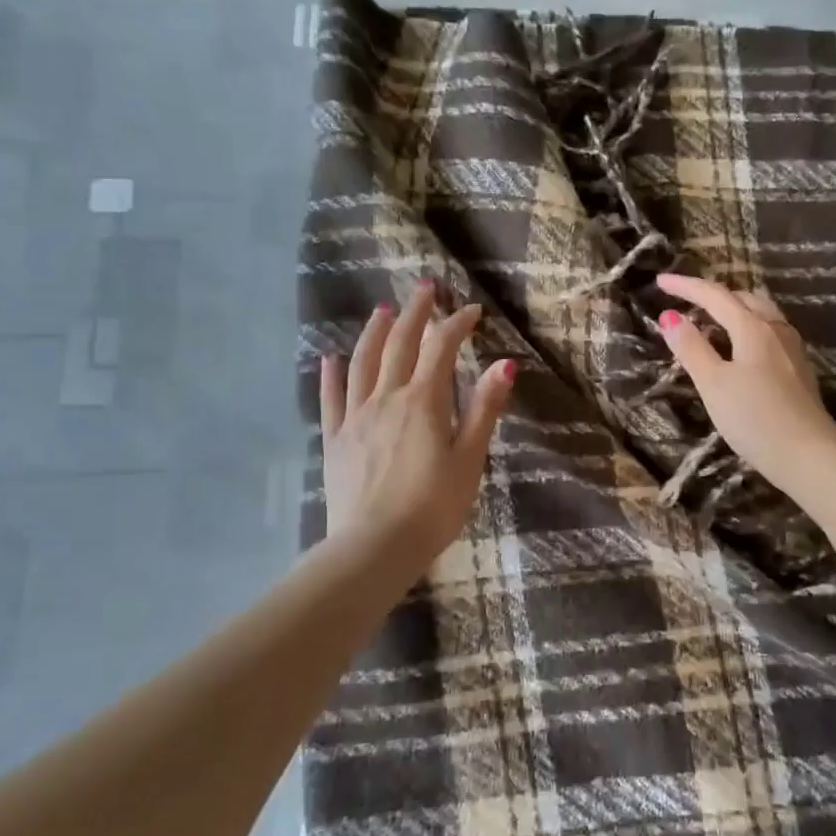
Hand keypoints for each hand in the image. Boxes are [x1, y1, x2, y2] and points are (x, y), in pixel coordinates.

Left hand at [321, 280, 516, 565]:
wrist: (374, 547)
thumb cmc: (433, 507)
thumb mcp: (469, 459)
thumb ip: (484, 409)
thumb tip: (505, 364)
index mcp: (423, 401)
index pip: (441, 348)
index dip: (457, 324)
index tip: (472, 310)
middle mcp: (386, 398)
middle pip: (400, 344)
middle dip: (416, 313)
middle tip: (426, 288)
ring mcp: (355, 417)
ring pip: (362, 363)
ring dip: (375, 332)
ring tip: (383, 310)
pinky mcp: (334, 439)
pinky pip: (331, 398)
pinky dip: (332, 374)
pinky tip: (330, 358)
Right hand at [653, 273, 835, 498]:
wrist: (809, 455)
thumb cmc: (755, 418)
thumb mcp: (714, 384)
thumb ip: (691, 348)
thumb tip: (669, 317)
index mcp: (753, 327)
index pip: (715, 296)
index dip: (686, 286)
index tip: (660, 281)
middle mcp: (776, 329)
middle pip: (742, 298)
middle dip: (712, 294)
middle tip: (685, 299)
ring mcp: (791, 348)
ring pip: (760, 313)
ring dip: (733, 308)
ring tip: (711, 318)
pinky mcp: (798, 368)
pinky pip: (769, 331)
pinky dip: (747, 326)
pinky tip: (740, 346)